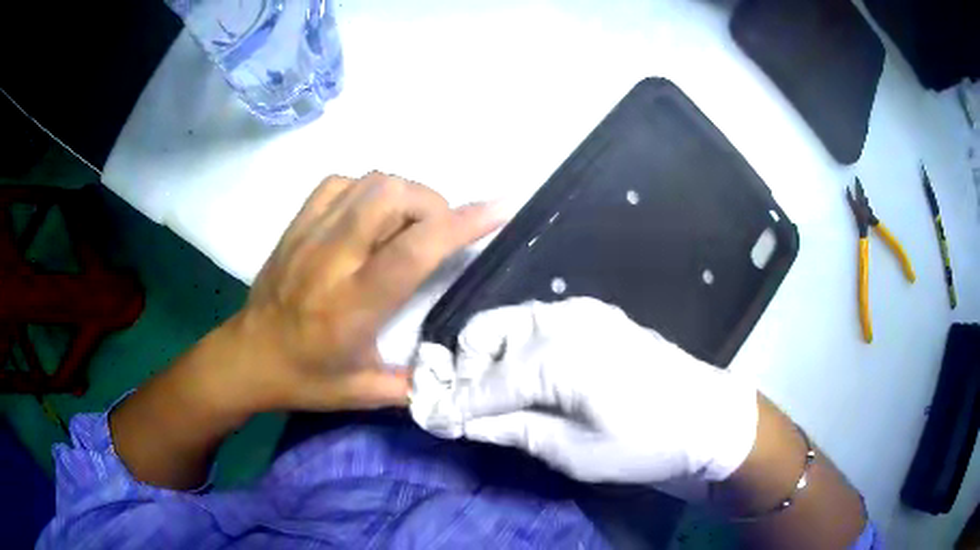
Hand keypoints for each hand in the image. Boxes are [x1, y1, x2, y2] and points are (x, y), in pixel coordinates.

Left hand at [220, 172, 503, 413]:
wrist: (246, 357)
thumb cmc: (305, 378)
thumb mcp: (363, 393)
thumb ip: (415, 383)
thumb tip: (459, 367)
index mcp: (351, 308)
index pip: (413, 252)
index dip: (461, 224)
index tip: (501, 207)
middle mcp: (330, 262)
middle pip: (389, 197)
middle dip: (431, 203)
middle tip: (436, 232)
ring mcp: (308, 236)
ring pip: (367, 183)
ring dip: (403, 194)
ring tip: (408, 223)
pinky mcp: (294, 224)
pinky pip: (339, 183)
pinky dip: (367, 190)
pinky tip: (370, 215)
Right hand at [411, 298, 757, 483]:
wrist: (706, 416)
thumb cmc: (645, 443)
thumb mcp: (574, 453)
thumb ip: (513, 430)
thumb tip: (462, 420)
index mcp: (556, 357)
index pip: (484, 383)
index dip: (453, 404)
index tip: (428, 418)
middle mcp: (561, 321)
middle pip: (485, 334)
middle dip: (465, 370)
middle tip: (465, 407)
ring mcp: (580, 311)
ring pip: (508, 322)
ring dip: (489, 355)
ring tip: (495, 395)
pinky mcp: (595, 314)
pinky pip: (537, 322)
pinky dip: (518, 345)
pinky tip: (527, 376)